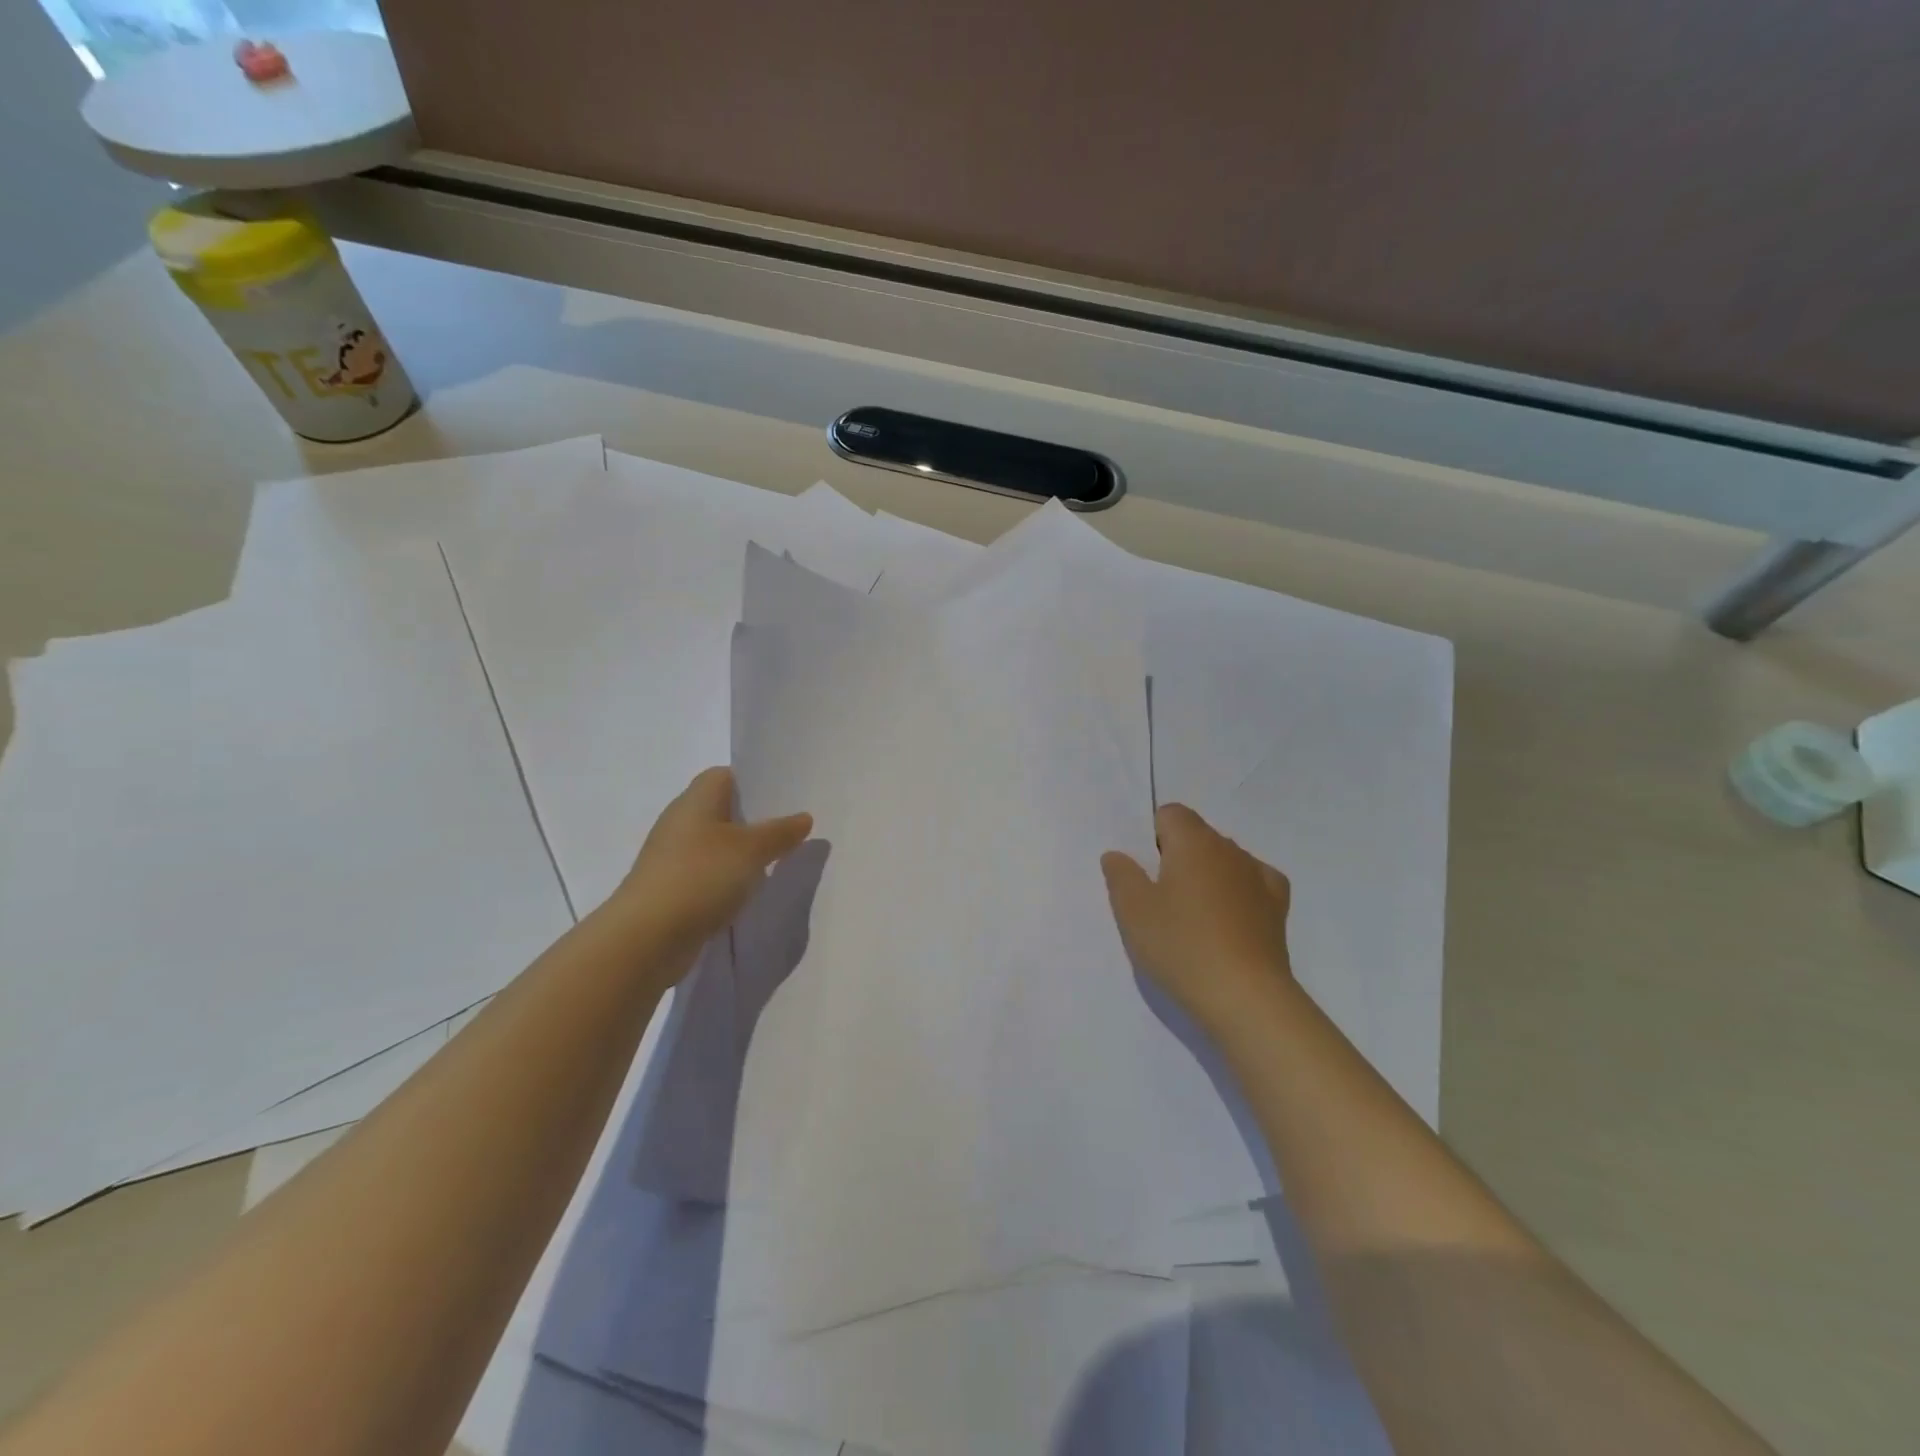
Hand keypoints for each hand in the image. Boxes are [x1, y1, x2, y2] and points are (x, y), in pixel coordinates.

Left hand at [608, 767, 812, 966]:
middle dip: (755, 820)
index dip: (754, 781)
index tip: (785, 796)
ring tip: (778, 861)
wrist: (646, 939)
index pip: (725, 776)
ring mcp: (673, 858)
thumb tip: (803, 817)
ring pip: (717, 845)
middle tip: (792, 829)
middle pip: (723, 810)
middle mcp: (681, 822)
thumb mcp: (751, 850)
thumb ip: (780, 832)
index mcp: (695, 800)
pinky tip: (750, 892)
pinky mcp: (672, 889)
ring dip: (743, 853)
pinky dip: (728, 879)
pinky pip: (708, 874)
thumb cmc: (700, 877)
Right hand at [1101, 803, 1293, 1029]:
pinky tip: (1228, 918)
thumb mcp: (1132, 911)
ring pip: (1224, 860)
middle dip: (1177, 857)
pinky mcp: (1277, 908)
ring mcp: (1258, 877)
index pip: (1170, 814)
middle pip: (1197, 836)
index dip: (1151, 836)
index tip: (1143, 873)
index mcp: (1193, 841)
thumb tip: (1118, 854)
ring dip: (1207, 876)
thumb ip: (1121, 875)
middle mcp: (1229, 849)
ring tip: (1192, 918)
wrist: (1246, 997)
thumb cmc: (1181, 946)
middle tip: (1159, 900)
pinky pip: (1252, 884)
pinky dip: (1238, 893)